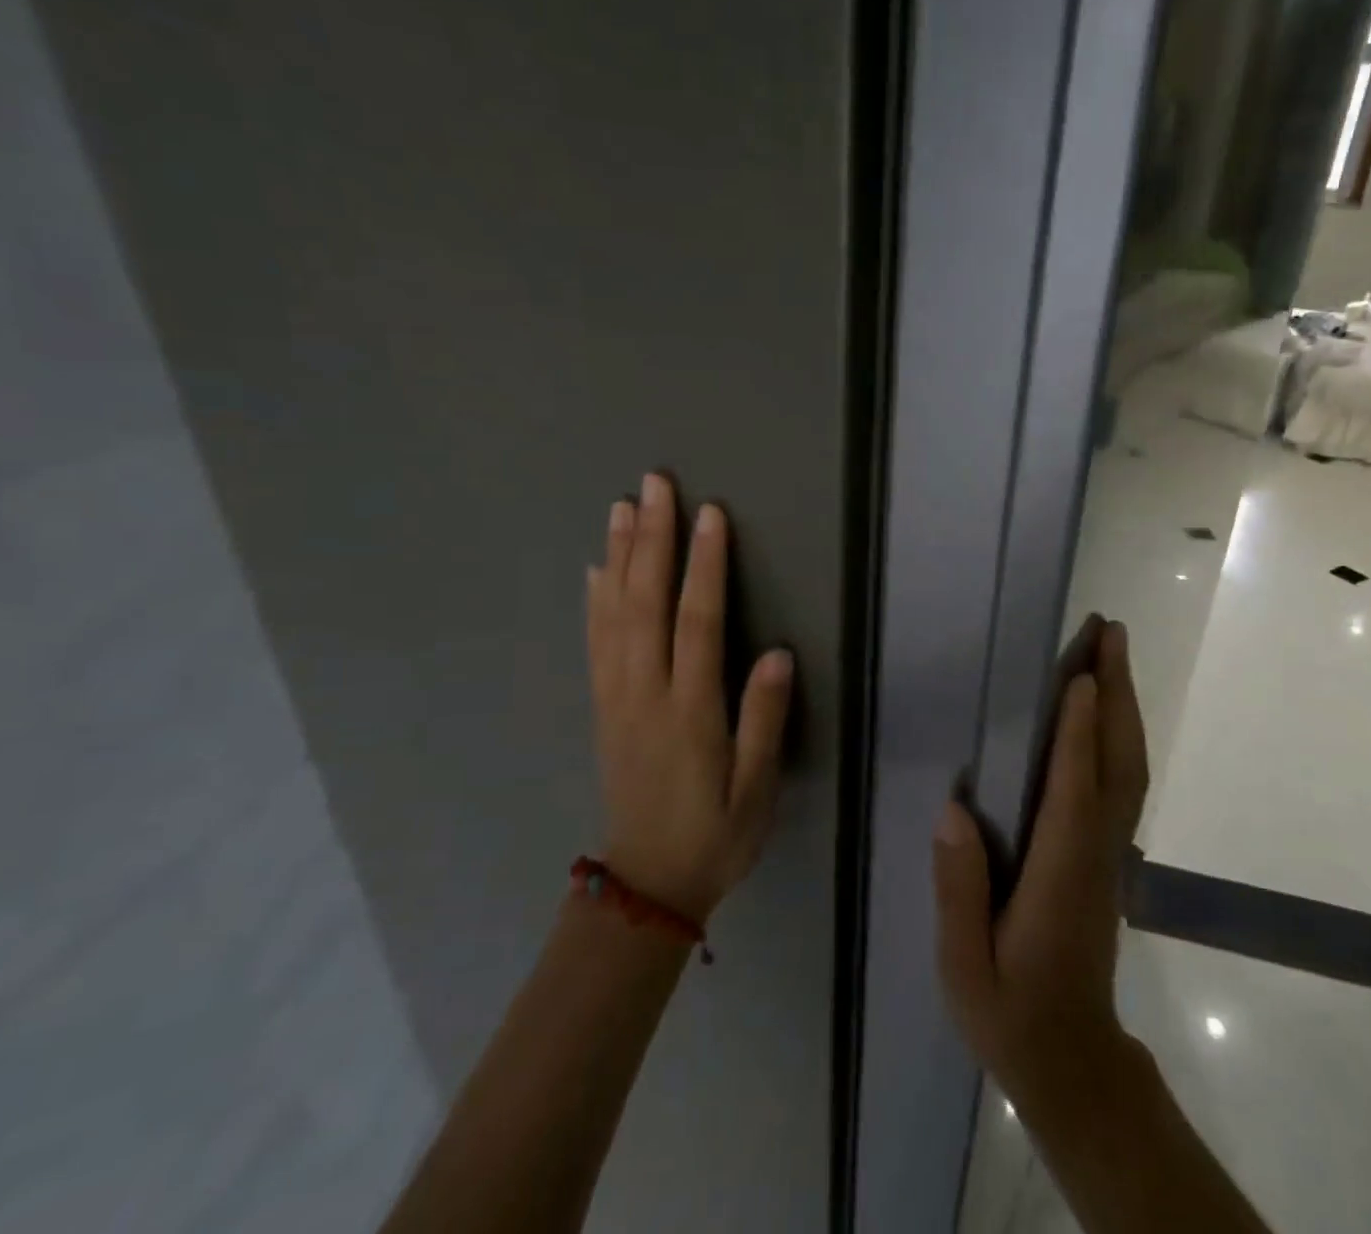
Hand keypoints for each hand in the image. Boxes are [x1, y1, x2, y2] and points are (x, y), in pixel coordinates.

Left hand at [586, 473, 793, 923]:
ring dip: (620, 556)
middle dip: (652, 540)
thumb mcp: (755, 791)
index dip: (704, 566)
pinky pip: (595, 642)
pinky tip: (597, 567)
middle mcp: (645, 694)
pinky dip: (594, 599)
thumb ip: (764, 722)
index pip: (697, 623)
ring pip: (614, 614)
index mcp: (689, 712)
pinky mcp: (604, 706)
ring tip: (622, 507)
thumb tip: (777, 653)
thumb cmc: (715, 835)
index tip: (710, 515)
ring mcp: (617, 698)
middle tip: (653, 485)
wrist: (646, 885)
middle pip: (645, 604)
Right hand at [933, 620, 1149, 1112]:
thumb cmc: (1012, 1012)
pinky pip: (1123, 780)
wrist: (1074, 1059)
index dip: (1078, 733)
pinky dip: (1121, 734)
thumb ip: (959, 891)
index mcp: (1059, 875)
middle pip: (1118, 762)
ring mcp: (1110, 851)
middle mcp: (1095, 852)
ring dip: (1124, 705)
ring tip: (1112, 651)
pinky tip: (1107, 710)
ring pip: (1129, 767)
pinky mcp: (1109, 853)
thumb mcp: (966, 968)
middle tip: (1109, 633)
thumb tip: (953, 811)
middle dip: (1115, 694)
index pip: (1074, 791)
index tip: (1078, 676)